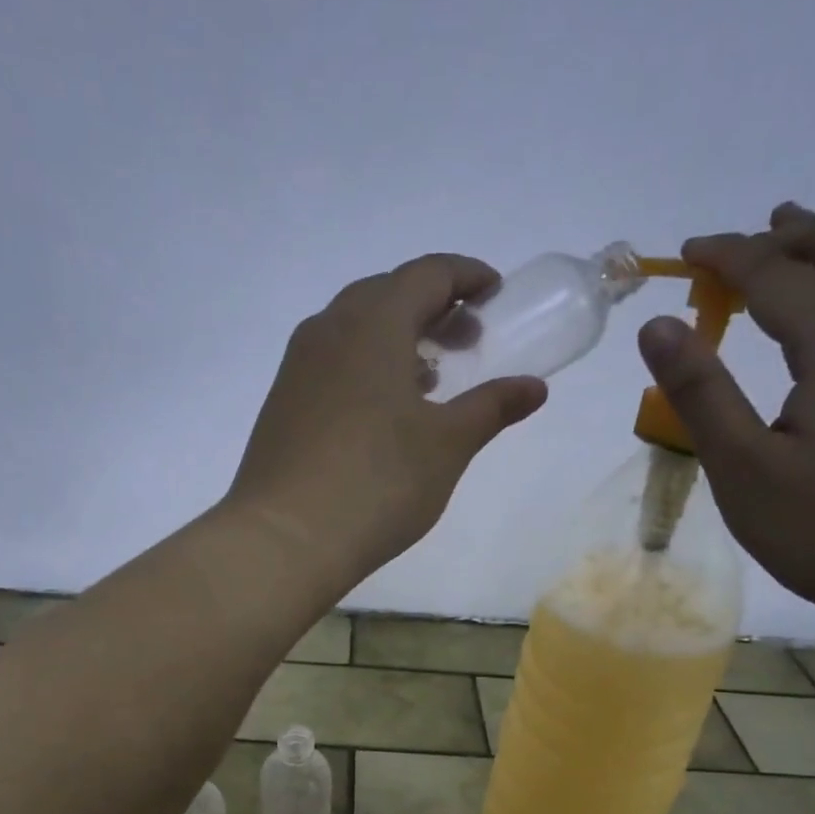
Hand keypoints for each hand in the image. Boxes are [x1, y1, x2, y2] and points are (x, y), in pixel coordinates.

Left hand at [227, 254, 547, 588]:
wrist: (283, 539)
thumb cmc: (377, 484)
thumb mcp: (447, 445)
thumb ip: (492, 407)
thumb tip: (533, 388)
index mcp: (373, 324)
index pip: (426, 274)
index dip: (467, 276)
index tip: (496, 295)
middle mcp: (327, 330)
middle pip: (386, 293)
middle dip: (432, 307)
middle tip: (466, 341)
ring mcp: (297, 366)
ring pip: (353, 327)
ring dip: (396, 337)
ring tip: (429, 380)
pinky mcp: (281, 402)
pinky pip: (330, 360)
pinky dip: (365, 364)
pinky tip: (382, 411)